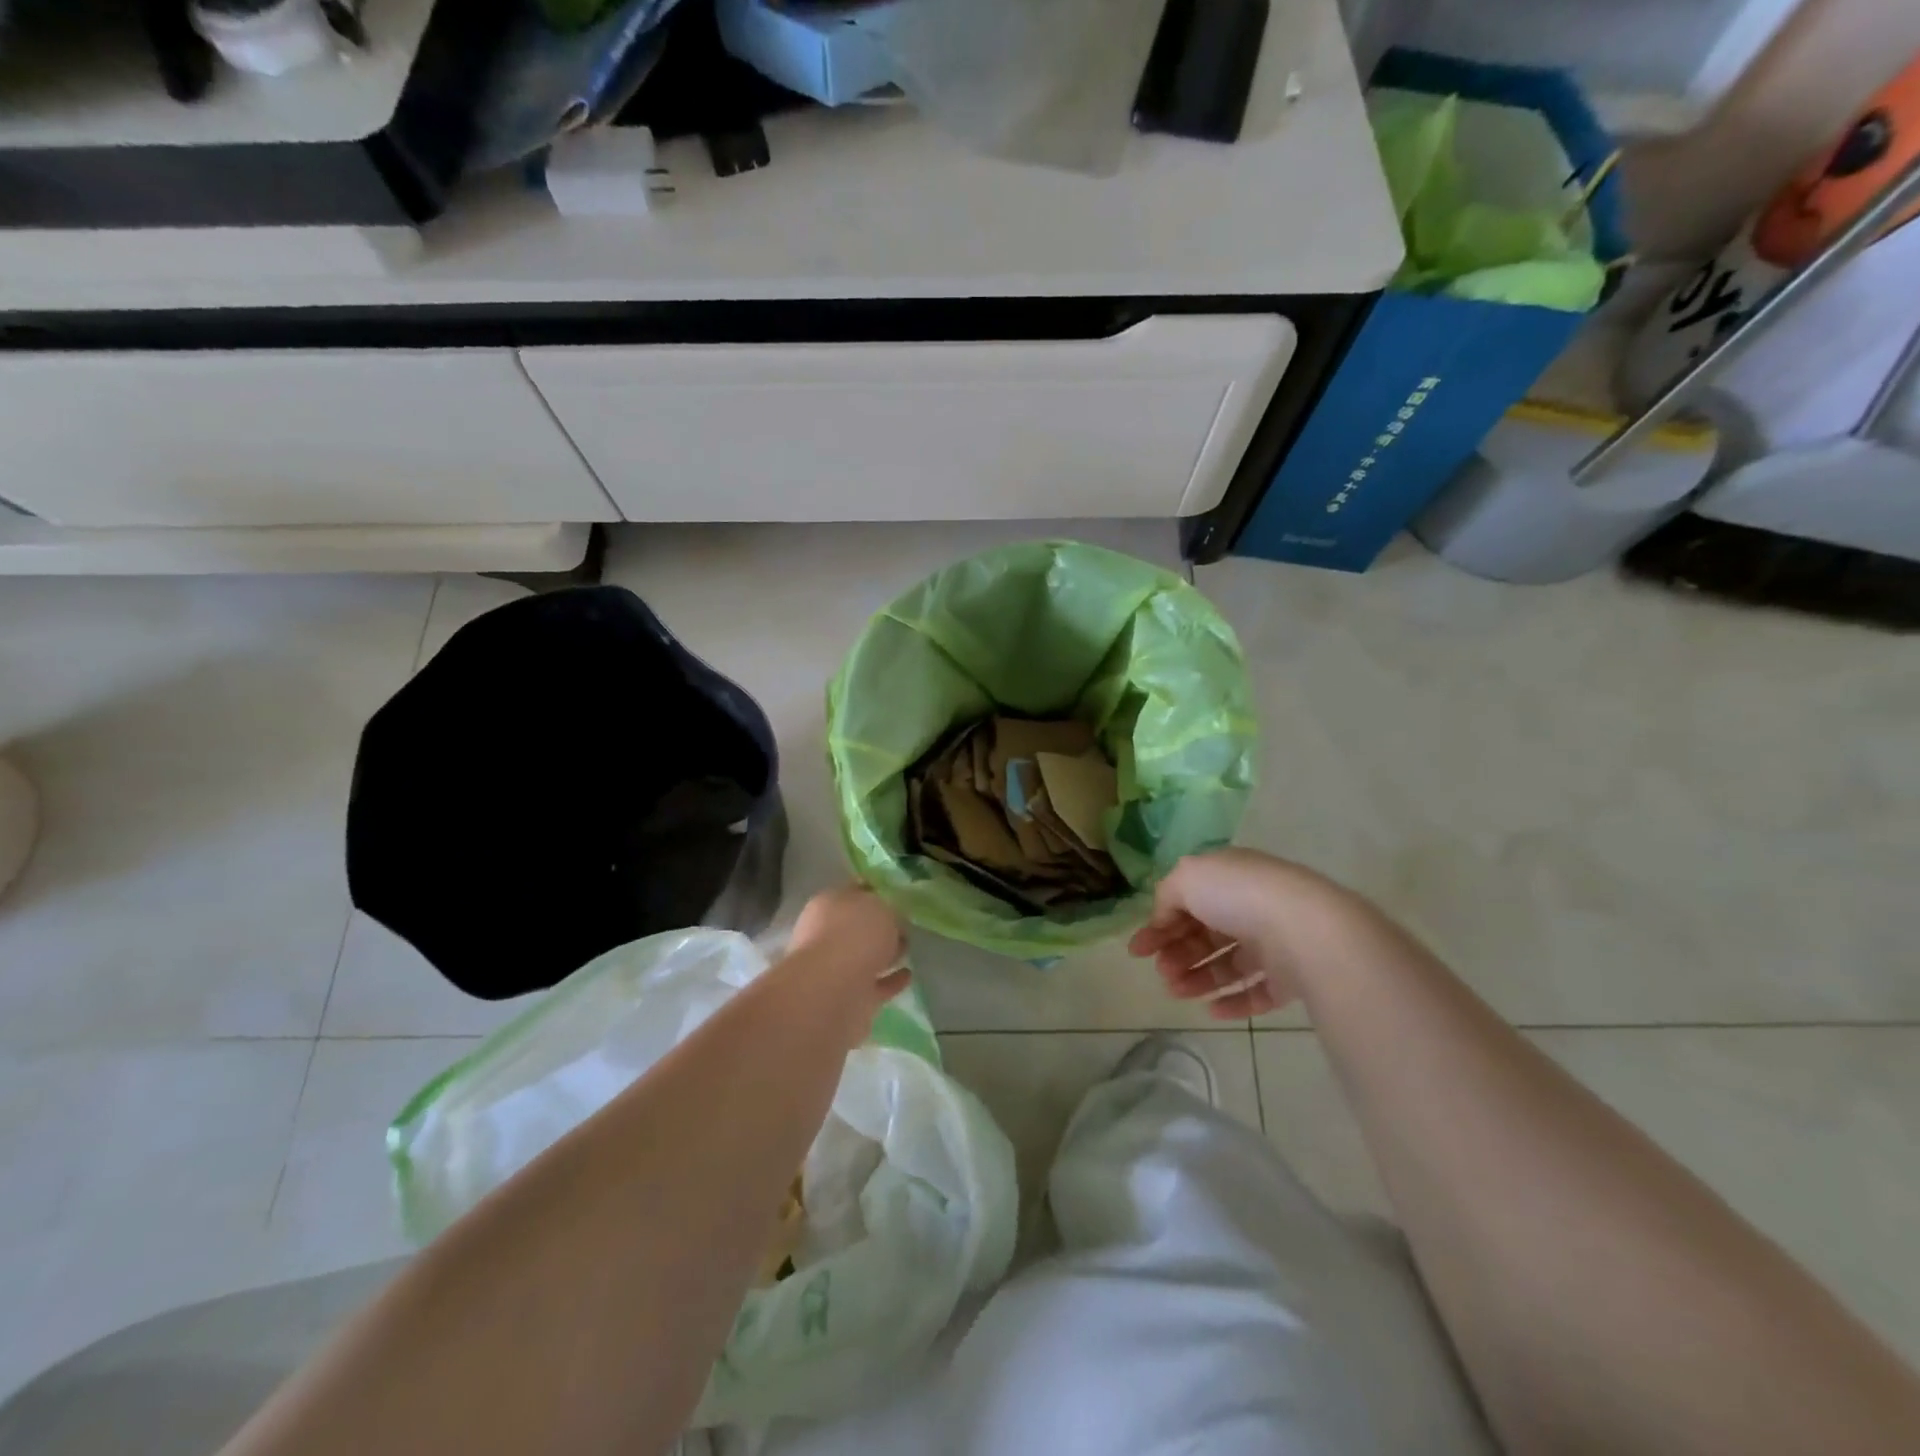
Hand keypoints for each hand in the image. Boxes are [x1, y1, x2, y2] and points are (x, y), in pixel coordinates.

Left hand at [785, 884, 910, 1007]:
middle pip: (858, 926)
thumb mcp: (882, 908)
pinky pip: (876, 985)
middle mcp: (827, 934)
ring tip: (909, 949)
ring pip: (865, 957)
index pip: (855, 892)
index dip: (874, 892)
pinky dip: (891, 981)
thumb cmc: (854, 936)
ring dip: (884, 954)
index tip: (896, 895)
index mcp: (829, 904)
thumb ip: (889, 911)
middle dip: (879, 926)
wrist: (832, 992)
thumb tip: (892, 922)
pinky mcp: (850, 997)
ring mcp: (836, 968)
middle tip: (904, 924)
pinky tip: (908, 975)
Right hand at [1129, 849, 1360, 1018]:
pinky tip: (1211, 1010)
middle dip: (1177, 953)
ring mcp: (1272, 941)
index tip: (1138, 951)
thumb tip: (1163, 918)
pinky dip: (1233, 1001)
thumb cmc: (1238, 895)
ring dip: (1197, 978)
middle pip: (1204, 934)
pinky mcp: (1289, 975)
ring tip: (1177, 992)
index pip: (1187, 901)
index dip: (1159, 925)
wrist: (1304, 928)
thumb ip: (1166, 896)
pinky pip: (1256, 991)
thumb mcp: (1187, 878)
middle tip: (1161, 972)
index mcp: (1227, 877)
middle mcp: (1249, 906)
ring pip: (1227, 963)